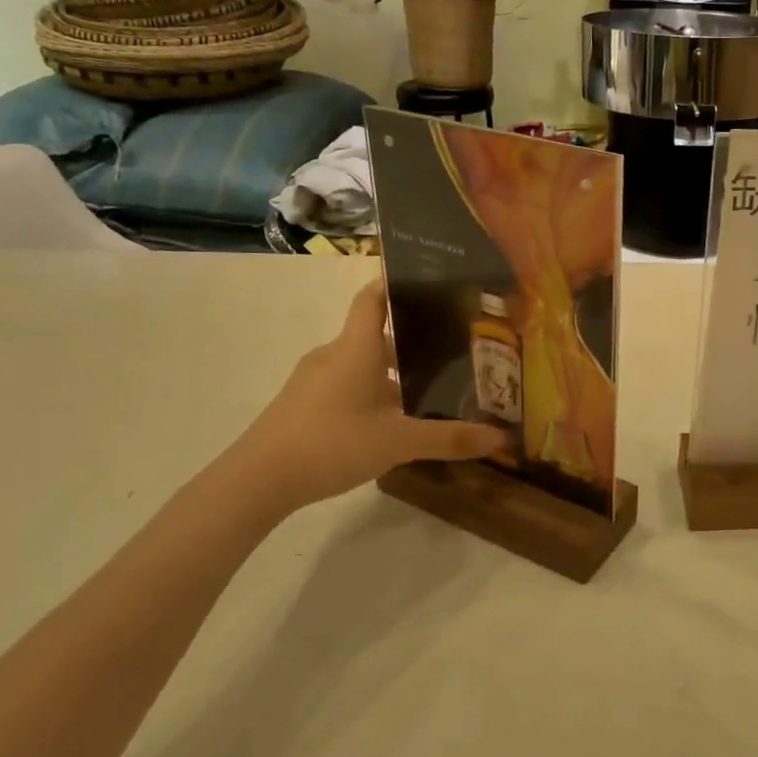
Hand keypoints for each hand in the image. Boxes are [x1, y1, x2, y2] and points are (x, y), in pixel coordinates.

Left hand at [222, 279, 504, 514]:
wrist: (257, 480)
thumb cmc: (331, 443)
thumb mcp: (398, 443)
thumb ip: (449, 437)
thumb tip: (500, 437)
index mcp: (356, 349)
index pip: (373, 298)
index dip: (394, 281)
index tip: (425, 276)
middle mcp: (334, 355)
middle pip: (375, 334)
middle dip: (411, 338)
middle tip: (451, 345)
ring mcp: (314, 380)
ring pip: (361, 363)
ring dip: (392, 370)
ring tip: (429, 384)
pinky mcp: (303, 404)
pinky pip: (346, 384)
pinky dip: (372, 390)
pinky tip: (390, 418)